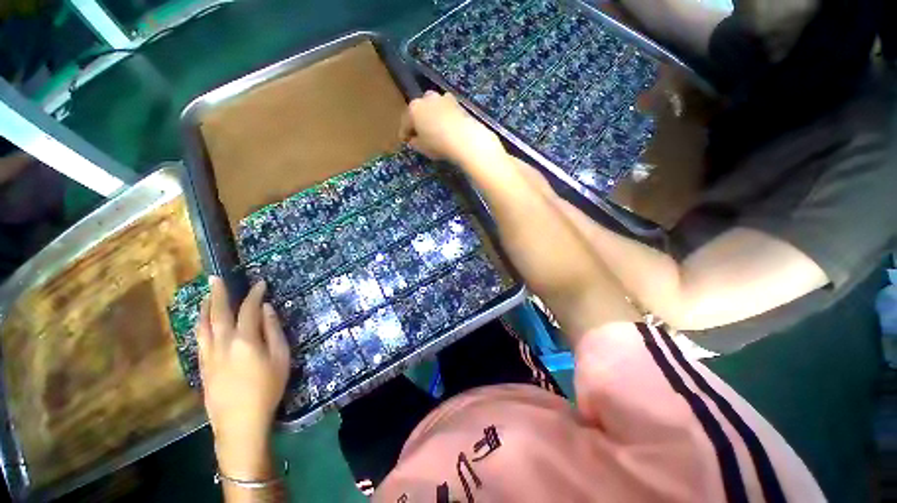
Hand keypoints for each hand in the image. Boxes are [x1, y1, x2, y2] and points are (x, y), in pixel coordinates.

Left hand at [196, 277, 289, 477]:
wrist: (239, 422)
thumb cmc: (267, 388)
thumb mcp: (281, 358)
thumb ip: (273, 331)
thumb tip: (266, 309)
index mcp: (245, 340)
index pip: (249, 309)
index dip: (254, 294)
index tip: (260, 283)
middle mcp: (222, 343)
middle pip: (218, 312)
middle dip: (218, 293)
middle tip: (216, 278)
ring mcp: (208, 355)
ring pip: (202, 325)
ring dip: (203, 307)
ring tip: (204, 294)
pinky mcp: (202, 366)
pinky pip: (199, 339)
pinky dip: (199, 325)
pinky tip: (201, 322)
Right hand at [400, 91, 503, 164]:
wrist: (464, 138)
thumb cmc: (438, 144)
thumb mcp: (422, 147)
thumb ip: (415, 142)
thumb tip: (413, 139)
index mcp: (413, 109)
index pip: (405, 122)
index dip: (404, 133)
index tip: (405, 141)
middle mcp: (426, 98)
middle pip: (419, 110)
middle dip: (418, 120)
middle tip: (420, 133)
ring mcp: (442, 98)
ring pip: (433, 107)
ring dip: (432, 116)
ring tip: (434, 129)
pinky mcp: (457, 103)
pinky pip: (446, 110)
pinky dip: (444, 117)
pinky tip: (446, 127)